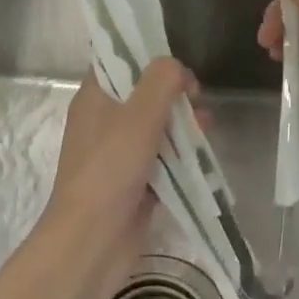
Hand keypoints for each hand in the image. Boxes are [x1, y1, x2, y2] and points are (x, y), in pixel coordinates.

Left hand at [40, 59, 195, 292]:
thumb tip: (177, 68)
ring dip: (181, 124)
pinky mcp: (132, 181)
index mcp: (95, 96)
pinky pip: (160, 158)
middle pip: (143, 93)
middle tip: (198, 100)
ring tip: (207, 129)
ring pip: (155, 126)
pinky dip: (179, 154)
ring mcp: (117, 153)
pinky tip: (201, 156)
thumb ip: (162, 81)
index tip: (177, 65)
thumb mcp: (139, 115)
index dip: (149, 56)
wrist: (91, 242)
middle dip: (174, 93)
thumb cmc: (110, 169)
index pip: (119, 60)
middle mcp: (103, 120)